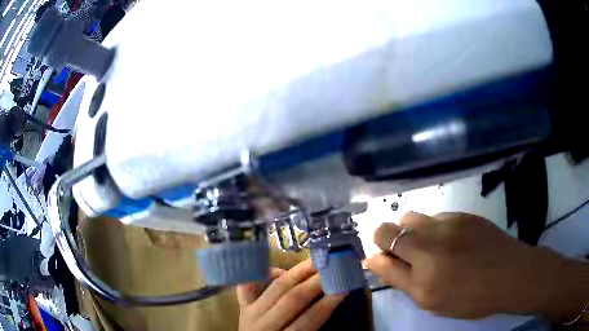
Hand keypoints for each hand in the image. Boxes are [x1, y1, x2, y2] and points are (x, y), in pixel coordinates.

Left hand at [237, 260, 345, 330]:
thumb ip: (313, 325)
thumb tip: (333, 300)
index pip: (310, 318)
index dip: (328, 302)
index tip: (344, 288)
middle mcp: (265, 324)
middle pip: (292, 299)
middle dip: (315, 282)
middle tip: (333, 268)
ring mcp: (250, 312)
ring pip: (276, 288)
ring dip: (298, 273)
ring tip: (316, 262)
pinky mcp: (242, 306)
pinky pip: (249, 285)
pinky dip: (263, 275)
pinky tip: (279, 269)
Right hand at [365, 212, 587, 319]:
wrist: (510, 274)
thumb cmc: (471, 298)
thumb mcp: (433, 302)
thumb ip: (403, 281)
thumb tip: (377, 261)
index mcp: (422, 280)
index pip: (380, 258)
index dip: (375, 257)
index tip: (380, 261)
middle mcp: (430, 249)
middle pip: (387, 230)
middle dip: (385, 239)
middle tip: (403, 253)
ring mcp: (447, 226)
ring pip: (409, 218)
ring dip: (409, 231)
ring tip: (427, 245)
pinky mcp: (462, 215)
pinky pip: (434, 216)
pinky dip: (432, 227)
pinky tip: (450, 240)